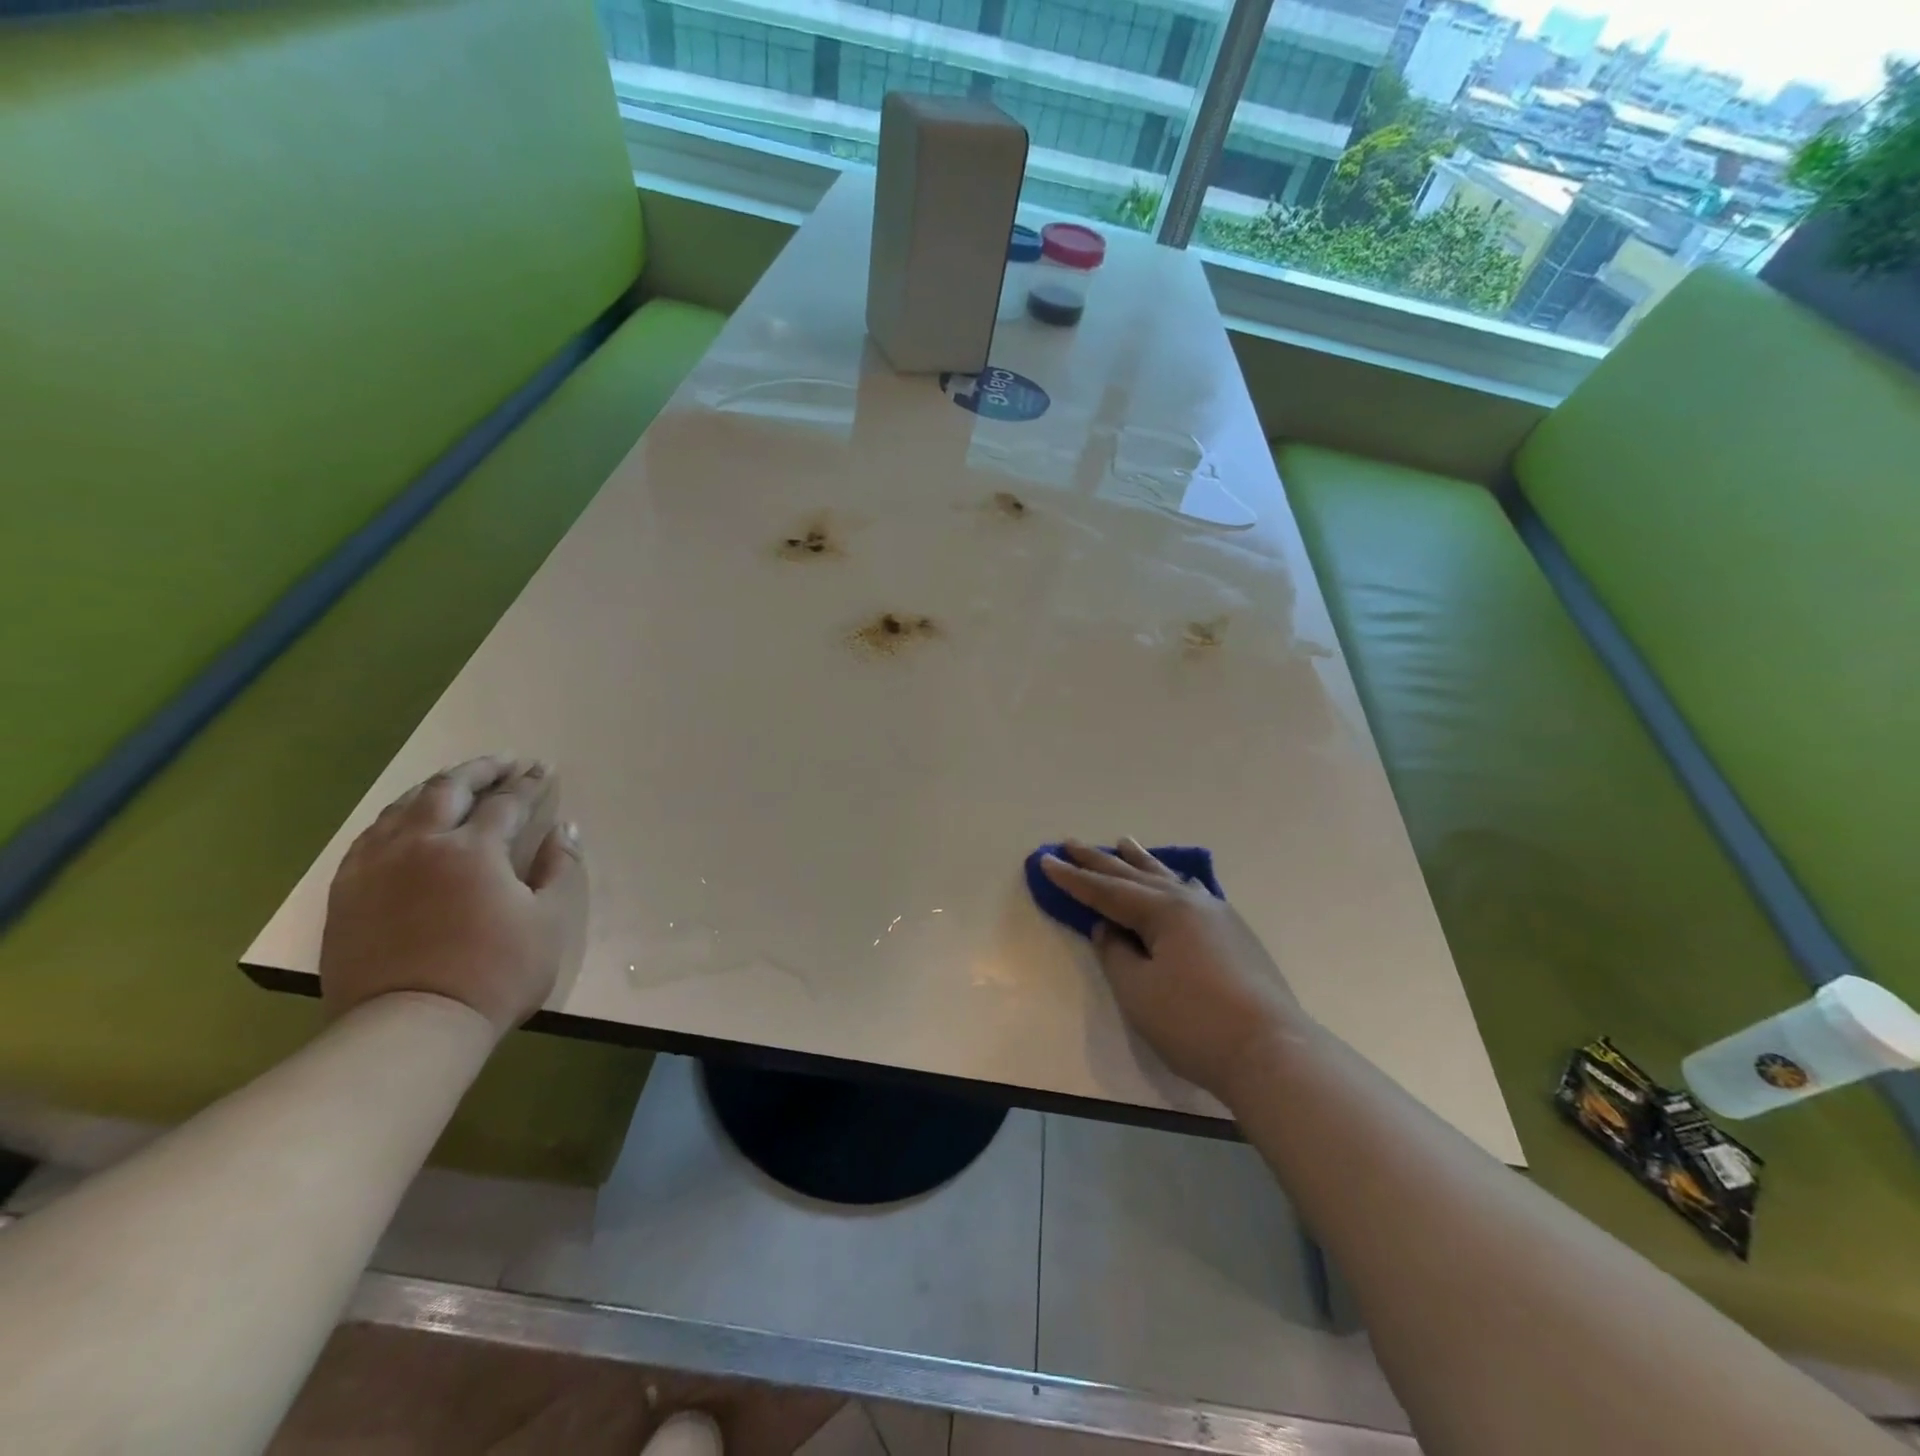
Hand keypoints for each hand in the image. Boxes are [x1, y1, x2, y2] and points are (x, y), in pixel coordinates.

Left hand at [319, 756, 586, 1035]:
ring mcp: (376, 865)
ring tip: (457, 781)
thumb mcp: (550, 921)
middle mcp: (421, 843)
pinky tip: (406, 819)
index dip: (529, 783)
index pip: (507, 802)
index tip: (544, 769)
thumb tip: (565, 829)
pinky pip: (371, 835)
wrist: (411, 1026)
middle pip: (449, 789)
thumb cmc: (496, 973)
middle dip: (482, 769)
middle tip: (505, 761)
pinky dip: (397, 815)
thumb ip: (559, 868)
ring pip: (404, 805)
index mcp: (474, 849)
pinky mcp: (347, 890)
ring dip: (437, 786)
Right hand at [1041, 839, 1304, 1103]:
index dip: (1073, 878)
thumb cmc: (1194, 1022)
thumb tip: (1110, 929)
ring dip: (1140, 862)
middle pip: (1135, 876)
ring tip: (1123, 842)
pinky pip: (1193, 892)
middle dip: (1100, 862)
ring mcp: (1217, 915)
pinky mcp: (1235, 934)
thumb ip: (1117, 954)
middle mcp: (1190, 901)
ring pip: (1168, 878)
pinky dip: (1173, 881)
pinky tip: (1177, 880)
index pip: (1106, 891)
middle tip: (1071, 842)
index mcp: (1163, 910)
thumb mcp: (1138, 991)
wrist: (1271, 1051)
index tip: (1045, 860)